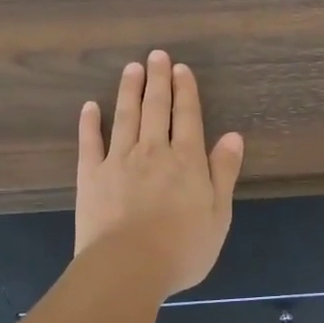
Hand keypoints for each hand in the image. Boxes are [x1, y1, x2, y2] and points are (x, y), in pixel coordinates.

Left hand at [76, 50, 244, 298]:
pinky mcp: (91, 176)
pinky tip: (90, 107)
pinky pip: (90, 142)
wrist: (128, 267)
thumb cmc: (182, 248)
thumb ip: (223, 172)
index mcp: (187, 160)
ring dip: (129, 90)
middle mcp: (153, 151)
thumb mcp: (218, 214)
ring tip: (131, 68)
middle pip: (156, 108)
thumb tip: (233, 136)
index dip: (185, 90)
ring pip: (125, 116)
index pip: (187, 116)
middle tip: (156, 55)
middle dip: (158, 80)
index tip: (180, 68)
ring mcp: (118, 160)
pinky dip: (89, 123)